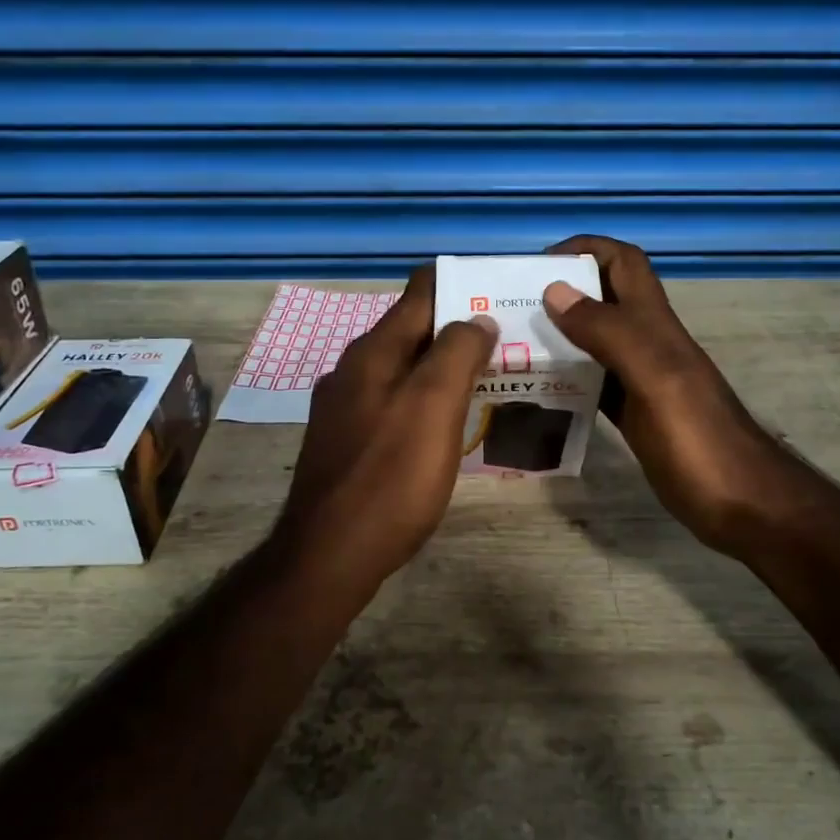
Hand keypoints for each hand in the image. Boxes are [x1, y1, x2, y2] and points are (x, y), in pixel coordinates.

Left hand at [274, 266, 497, 595]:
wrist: (329, 555)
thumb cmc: (390, 478)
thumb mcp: (433, 407)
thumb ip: (457, 353)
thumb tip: (477, 318)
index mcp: (374, 351)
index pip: (420, 290)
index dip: (462, 284)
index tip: (503, 295)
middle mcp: (354, 370)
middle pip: (414, 331)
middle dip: (460, 330)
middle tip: (510, 344)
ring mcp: (346, 408)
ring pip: (404, 370)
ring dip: (444, 369)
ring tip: (490, 381)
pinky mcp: (347, 442)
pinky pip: (394, 404)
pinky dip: (425, 402)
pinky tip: (448, 425)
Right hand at [542, 235, 808, 559]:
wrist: (741, 503)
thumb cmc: (699, 440)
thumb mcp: (655, 378)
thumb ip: (610, 333)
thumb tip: (555, 290)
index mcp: (656, 326)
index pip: (623, 263)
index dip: (585, 249)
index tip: (535, 265)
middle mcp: (648, 344)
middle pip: (603, 300)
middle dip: (560, 292)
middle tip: (509, 310)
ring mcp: (642, 381)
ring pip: (594, 342)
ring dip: (558, 337)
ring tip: (512, 348)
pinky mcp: (635, 415)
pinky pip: (594, 384)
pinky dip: (567, 379)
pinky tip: (538, 392)